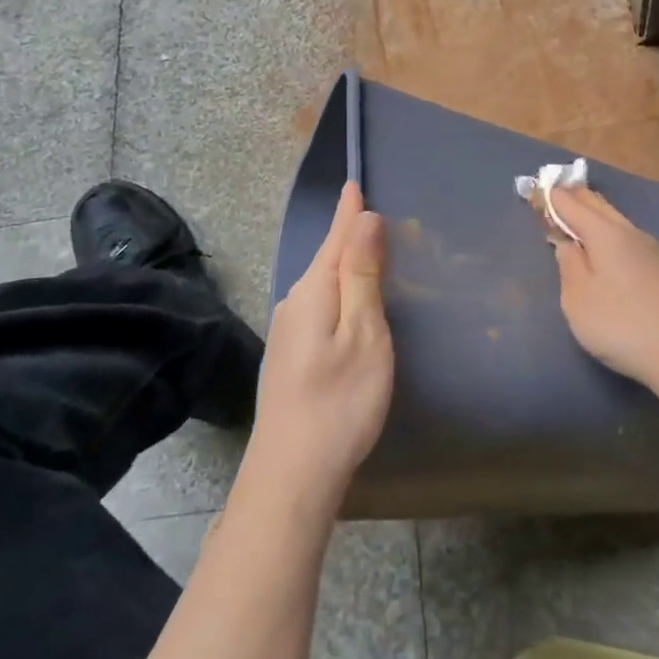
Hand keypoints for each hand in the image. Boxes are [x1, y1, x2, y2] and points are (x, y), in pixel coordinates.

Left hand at [247, 183, 394, 507]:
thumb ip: (363, 275)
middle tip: (371, 213)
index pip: (336, 239)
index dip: (349, 213)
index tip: (355, 183)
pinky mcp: (290, 357)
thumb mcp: (364, 334)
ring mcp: (287, 333)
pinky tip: (347, 302)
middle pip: (326, 259)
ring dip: (343, 264)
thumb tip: (365, 219)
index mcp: (314, 292)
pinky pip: (318, 306)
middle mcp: (293, 304)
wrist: (292, 474)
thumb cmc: (340, 401)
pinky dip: (338, 292)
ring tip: (365, 250)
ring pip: (321, 285)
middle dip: (347, 235)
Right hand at [549, 186, 658, 385]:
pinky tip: (601, 245)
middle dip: (572, 197)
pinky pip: (623, 235)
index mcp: (604, 232)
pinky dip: (605, 230)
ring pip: (613, 218)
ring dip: (591, 214)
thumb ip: (568, 263)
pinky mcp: (658, 267)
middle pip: (596, 203)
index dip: (550, 196)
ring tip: (572, 217)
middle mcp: (628, 231)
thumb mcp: (577, 297)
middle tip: (551, 196)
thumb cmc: (618, 323)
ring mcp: (648, 248)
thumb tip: (566, 241)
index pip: (571, 202)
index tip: (532, 189)